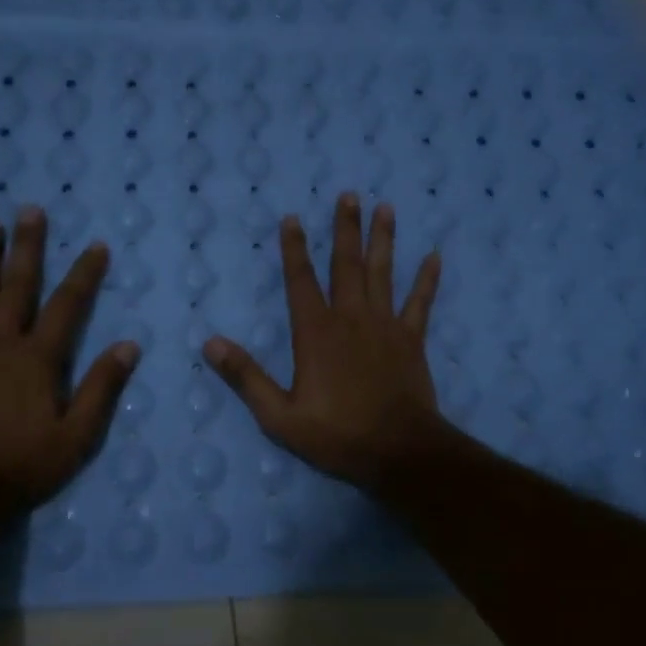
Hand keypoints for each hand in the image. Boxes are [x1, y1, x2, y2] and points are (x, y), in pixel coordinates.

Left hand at [0, 208, 138, 524]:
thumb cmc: (21, 466)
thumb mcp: (77, 437)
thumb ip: (101, 388)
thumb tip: (128, 346)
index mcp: (38, 359)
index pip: (68, 306)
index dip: (85, 274)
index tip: (96, 245)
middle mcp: (1, 343)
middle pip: (18, 286)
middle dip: (28, 247)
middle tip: (31, 210)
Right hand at [204, 192, 445, 491]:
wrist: (398, 451)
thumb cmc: (337, 434)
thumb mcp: (279, 416)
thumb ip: (246, 377)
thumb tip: (210, 343)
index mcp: (316, 333)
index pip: (300, 281)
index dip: (294, 249)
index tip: (292, 218)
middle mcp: (351, 319)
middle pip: (346, 265)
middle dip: (345, 228)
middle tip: (349, 195)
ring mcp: (385, 326)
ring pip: (383, 273)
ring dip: (383, 239)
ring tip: (385, 207)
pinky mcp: (411, 340)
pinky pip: (421, 303)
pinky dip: (427, 280)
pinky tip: (434, 256)